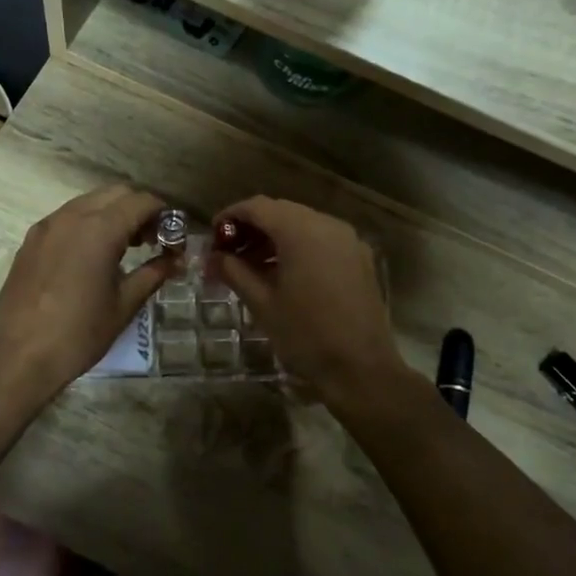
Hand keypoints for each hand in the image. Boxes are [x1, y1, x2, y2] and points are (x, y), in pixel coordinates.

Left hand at [0, 186, 172, 403]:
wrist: (18, 356)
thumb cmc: (79, 333)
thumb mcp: (124, 305)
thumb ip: (153, 274)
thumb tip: (175, 260)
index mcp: (99, 229)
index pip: (141, 201)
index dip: (163, 213)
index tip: (173, 234)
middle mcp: (71, 217)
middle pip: (115, 193)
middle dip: (138, 209)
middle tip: (151, 240)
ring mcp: (47, 226)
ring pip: (88, 202)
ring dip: (112, 214)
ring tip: (124, 248)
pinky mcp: (30, 241)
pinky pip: (67, 218)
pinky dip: (87, 224)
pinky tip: (92, 257)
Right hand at [208, 197, 410, 405]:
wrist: (361, 368)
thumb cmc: (306, 335)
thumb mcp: (262, 303)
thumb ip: (235, 272)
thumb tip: (215, 257)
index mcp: (301, 231)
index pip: (258, 207)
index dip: (231, 216)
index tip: (213, 234)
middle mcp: (328, 225)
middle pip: (282, 211)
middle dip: (253, 227)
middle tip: (229, 252)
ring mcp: (348, 240)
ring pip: (303, 224)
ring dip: (275, 238)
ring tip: (251, 266)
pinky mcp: (359, 258)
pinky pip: (322, 240)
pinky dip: (298, 247)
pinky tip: (284, 273)